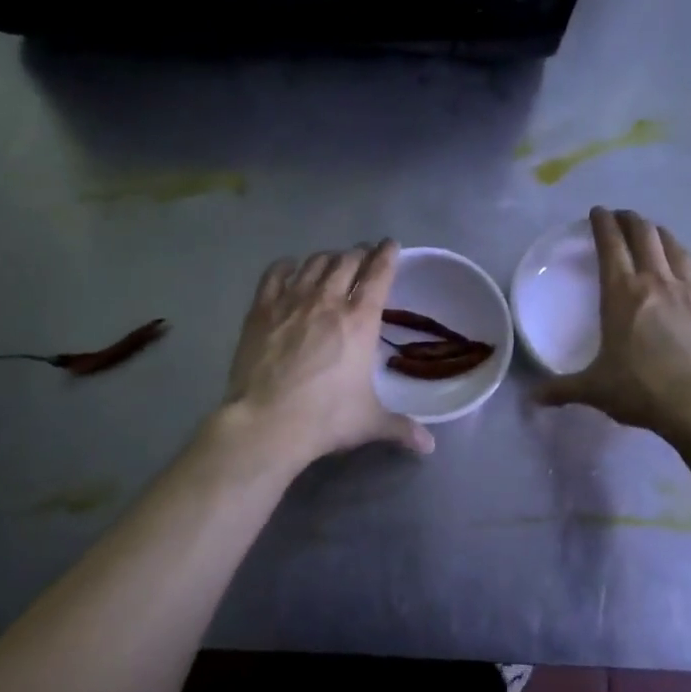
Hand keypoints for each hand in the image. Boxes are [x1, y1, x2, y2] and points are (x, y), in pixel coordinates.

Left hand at [222, 240, 434, 467]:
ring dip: (327, 258)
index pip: (378, 274)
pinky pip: (275, 274)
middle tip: (362, 256)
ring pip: (313, 263)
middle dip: (358, 254)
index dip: (387, 254)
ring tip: (331, 261)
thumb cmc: (325, 418)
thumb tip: (429, 446)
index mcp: (360, 321)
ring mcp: (292, 301)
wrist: (268, 422)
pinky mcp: (261, 310)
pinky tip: (290, 267)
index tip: (390, 245)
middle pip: (346, 261)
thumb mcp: (369, 422)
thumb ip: (400, 427)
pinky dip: (286, 266)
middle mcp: (328, 301)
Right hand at [538, 208, 690, 437]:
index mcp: (622, 293)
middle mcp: (657, 282)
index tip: (598, 211)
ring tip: (656, 234)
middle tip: (623, 217)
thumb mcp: (595, 390)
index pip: (610, 245)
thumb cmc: (643, 390)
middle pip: (645, 236)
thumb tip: (532, 399)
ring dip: (663, 236)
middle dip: (632, 220)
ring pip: (677, 249)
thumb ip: (562, 389)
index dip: (602, 224)